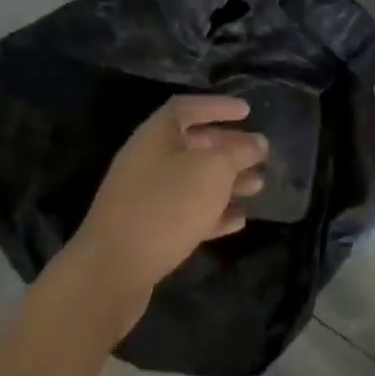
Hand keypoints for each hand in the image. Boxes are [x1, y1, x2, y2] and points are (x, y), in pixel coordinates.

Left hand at [62, 95, 266, 330]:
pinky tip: (239, 220)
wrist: (114, 269)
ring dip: (227, 182)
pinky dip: (214, 213)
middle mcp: (148, 160)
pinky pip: (188, 213)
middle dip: (229, 147)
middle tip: (261, 154)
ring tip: (258, 186)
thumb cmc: (166, 206)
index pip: (187, 107)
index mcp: (156, 135)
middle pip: (193, 145)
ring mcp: (146, 197)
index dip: (218, 106)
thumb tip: (255, 144)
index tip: (248, 111)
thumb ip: (236, 153)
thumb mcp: (211, 171)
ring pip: (194, 181)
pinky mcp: (150, 231)